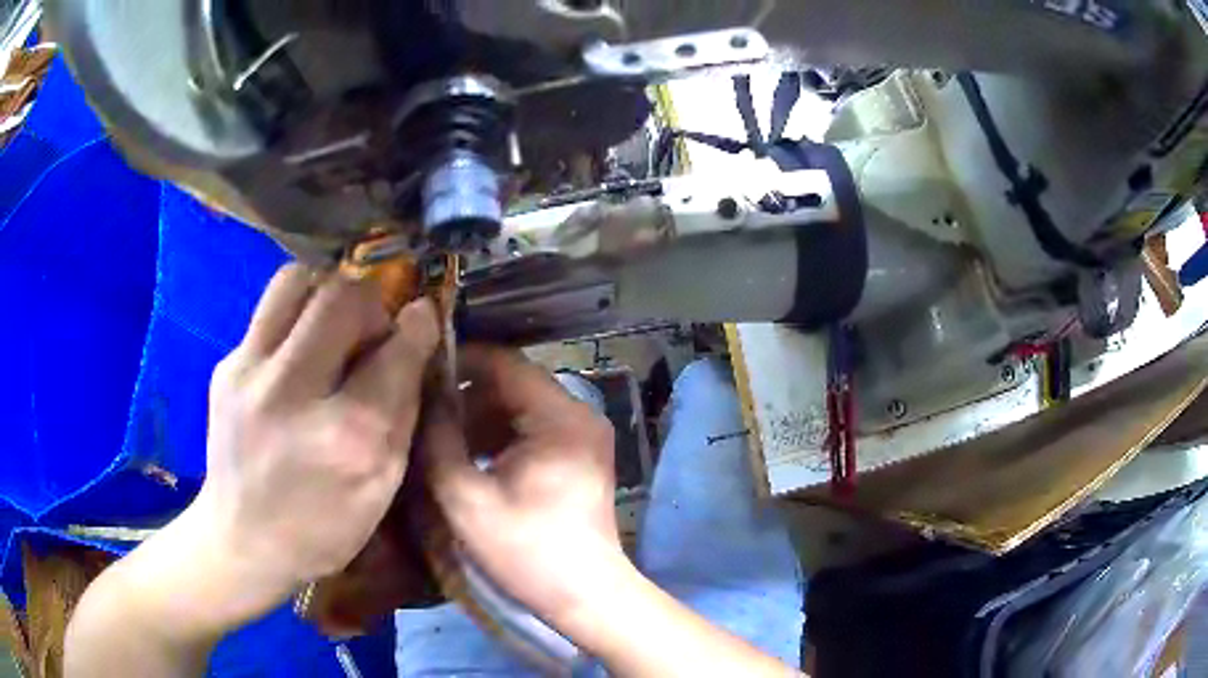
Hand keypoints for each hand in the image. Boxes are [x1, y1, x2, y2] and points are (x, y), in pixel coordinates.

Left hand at [193, 264, 438, 617]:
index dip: (419, 325)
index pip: (395, 352)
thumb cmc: (321, 527)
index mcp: (346, 437)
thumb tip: (414, 346)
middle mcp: (293, 393)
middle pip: (343, 297)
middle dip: (371, 303)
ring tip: (332, 325)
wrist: (241, 539)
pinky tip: (297, 354)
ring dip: (327, 292)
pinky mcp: (225, 365)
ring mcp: (249, 373)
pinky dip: (296, 317)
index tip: (424, 315)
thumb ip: (402, 414)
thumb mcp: (380, 489)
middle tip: (371, 330)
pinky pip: (269, 309)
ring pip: (297, 281)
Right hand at [420, 347, 626, 633]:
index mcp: (560, 417)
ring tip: (440, 441)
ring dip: (479, 419)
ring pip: (520, 407)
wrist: (586, 596)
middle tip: (423, 413)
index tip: (419, 374)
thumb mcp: (467, 499)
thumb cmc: (528, 552)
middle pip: (512, 383)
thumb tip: (421, 398)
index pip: (504, 362)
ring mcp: (583, 435)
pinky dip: (499, 438)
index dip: (459, 362)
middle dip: (465, 397)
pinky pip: (532, 429)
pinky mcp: (579, 455)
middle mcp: (580, 414)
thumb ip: (439, 441)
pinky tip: (470, 460)